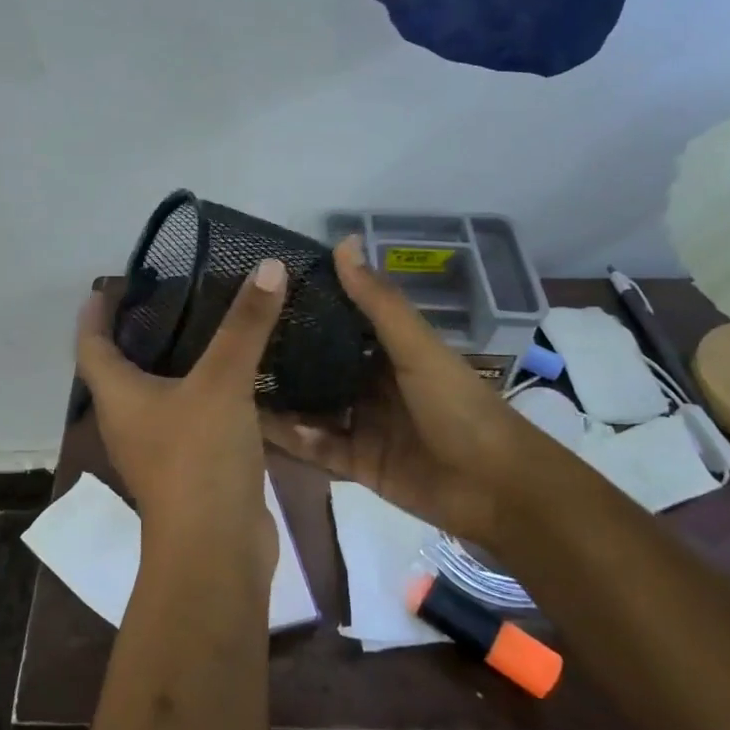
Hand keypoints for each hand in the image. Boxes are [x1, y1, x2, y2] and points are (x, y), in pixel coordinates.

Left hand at [76, 258, 288, 563]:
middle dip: (136, 334)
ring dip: (172, 364)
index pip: (90, 345)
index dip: (95, 313)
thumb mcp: (222, 383)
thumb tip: (268, 266)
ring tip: (204, 330)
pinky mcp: (189, 469)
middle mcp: (129, 422)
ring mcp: (158, 450)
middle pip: (120, 370)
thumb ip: (245, 325)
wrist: (216, 551)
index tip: (108, 285)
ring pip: (157, 395)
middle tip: (169, 299)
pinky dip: (203, 393)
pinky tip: (236, 379)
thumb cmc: (199, 459)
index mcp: (119, 397)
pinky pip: (189, 418)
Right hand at [261, 236, 520, 543]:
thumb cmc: (458, 407)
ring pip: (313, 408)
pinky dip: (295, 438)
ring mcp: (363, 424)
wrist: (496, 488)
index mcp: (389, 351)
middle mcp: (371, 384)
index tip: (259, 294)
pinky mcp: (358, 463)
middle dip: (283, 358)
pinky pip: (318, 447)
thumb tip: (344, 241)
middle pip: (320, 367)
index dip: (305, 308)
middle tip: (232, 343)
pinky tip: (261, 427)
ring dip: (282, 400)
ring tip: (233, 385)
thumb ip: (378, 302)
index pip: (339, 323)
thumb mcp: (417, 349)